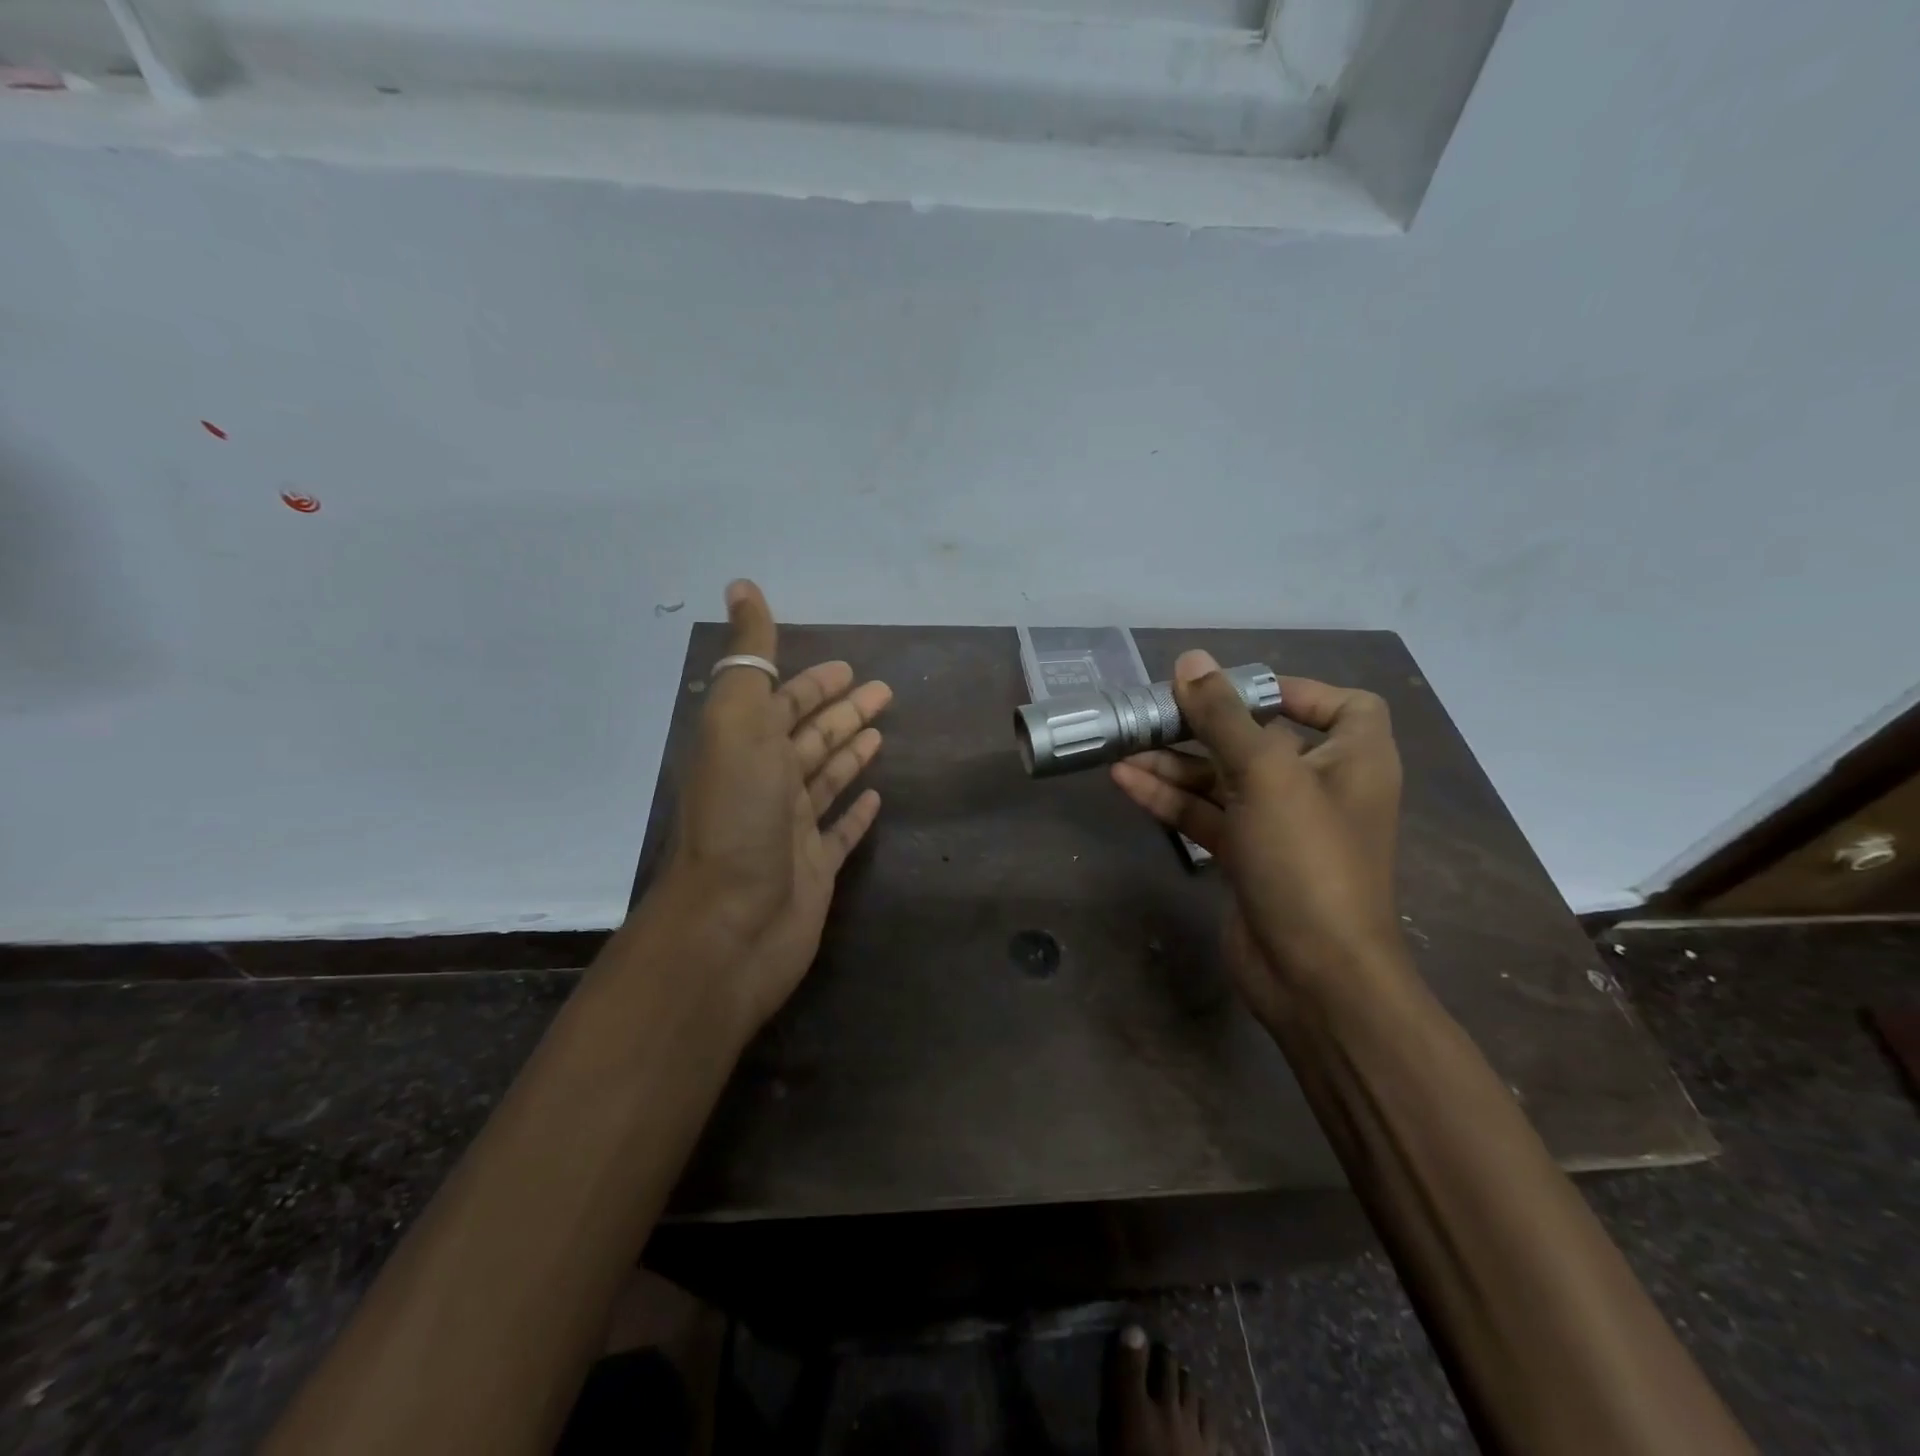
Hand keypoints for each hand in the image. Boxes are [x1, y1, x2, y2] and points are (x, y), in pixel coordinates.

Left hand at [651, 580, 890, 1038]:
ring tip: (883, 733)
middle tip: (885, 693)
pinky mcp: (816, 868)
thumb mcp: (739, 722)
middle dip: (844, 712)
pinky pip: (841, 832)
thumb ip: (749, 658)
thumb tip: (742, 586)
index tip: (850, 668)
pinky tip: (876, 798)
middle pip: (811, 738)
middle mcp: (767, 783)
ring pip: (827, 779)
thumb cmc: (739, 817)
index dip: (814, 683)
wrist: (733, 923)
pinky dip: (856, 813)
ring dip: (852, 753)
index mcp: (746, 748)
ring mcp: (792, 828)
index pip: (784, 703)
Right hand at [1110, 650, 1406, 1026]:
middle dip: (1207, 725)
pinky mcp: (1247, 857)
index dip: (1293, 689)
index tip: (1235, 688)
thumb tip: (1191, 660)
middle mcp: (1321, 786)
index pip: (1341, 705)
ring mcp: (1281, 826)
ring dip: (1176, 763)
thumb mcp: (1266, 775)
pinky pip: (1207, 814)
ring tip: (1124, 746)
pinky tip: (1126, 781)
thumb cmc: (1307, 860)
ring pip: (1224, 779)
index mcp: (1354, 759)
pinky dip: (1171, 799)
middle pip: (1260, 739)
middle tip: (1154, 711)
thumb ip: (1224, 716)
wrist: (1314, 975)